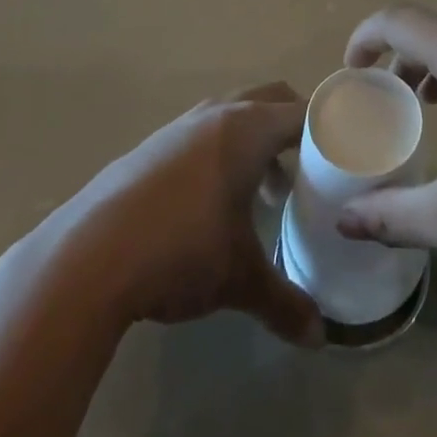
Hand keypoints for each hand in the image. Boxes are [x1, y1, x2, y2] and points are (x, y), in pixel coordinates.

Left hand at [36, 82, 323, 347]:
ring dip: (256, 141)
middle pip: (271, 99)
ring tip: (264, 192)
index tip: (348, 152)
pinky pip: (203, 132)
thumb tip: (319, 338)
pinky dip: (222, 152)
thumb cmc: (182, 251)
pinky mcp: (152, 145)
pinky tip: (212, 202)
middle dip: (294, 127)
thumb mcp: (239, 279)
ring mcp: (181, 125)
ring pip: (234, 114)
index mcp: (249, 128)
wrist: (88, 256)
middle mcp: (218, 114)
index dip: (330, 129)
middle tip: (311, 168)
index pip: (304, 111)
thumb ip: (284, 303)